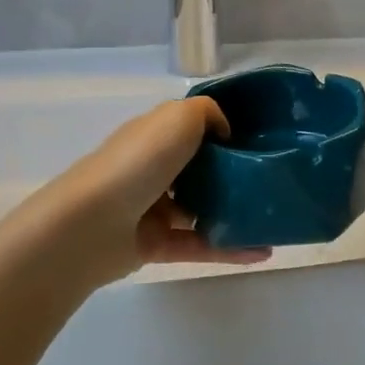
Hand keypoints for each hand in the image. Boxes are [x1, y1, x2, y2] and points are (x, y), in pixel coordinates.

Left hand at [46, 98, 270, 284]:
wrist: (91, 224)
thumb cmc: (137, 162)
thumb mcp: (178, 117)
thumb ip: (207, 113)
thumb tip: (224, 133)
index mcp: (154, 136)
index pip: (192, 129)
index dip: (224, 132)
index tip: (261, 140)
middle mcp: (152, 170)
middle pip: (200, 171)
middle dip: (235, 175)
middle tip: (273, 180)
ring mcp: (153, 210)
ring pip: (203, 211)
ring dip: (236, 215)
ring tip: (274, 219)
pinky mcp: (156, 245)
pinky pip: (202, 246)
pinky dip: (232, 249)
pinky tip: (264, 251)